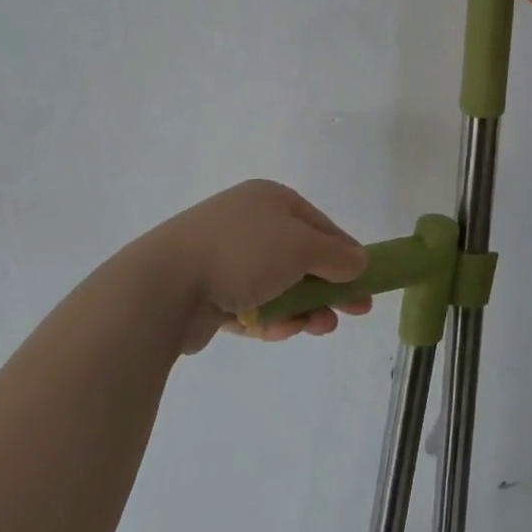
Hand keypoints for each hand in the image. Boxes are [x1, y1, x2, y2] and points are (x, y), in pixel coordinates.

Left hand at [132, 181, 372, 352]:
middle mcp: (249, 222)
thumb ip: (336, 256)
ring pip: (277, 285)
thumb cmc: (242, 254)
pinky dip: (267, 318)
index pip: (320, 226)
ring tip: (314, 328)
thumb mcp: (302, 248)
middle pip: (300, 257)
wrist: (165, 285)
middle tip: (351, 313)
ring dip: (300, 308)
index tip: (366, 284)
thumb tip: (360, 261)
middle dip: (326, 287)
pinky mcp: (209, 291)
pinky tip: (275, 331)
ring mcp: (226, 256)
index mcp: (270, 200)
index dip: (346, 255)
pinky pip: (250, 304)